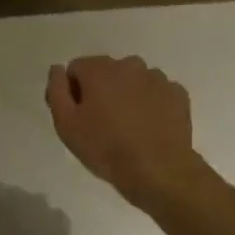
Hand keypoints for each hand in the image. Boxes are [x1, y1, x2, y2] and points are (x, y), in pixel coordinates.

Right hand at [45, 57, 212, 209]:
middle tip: (102, 124)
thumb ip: (57, 90)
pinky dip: (151, 104)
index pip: (77, 68)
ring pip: (134, 81)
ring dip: (127, 95)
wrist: (157, 170)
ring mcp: (157, 78)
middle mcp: (130, 64)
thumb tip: (58, 69)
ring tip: (128, 127)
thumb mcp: (66, 124)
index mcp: (100, 69)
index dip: (73, 91)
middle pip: (107, 72)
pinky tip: (149, 127)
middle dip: (102, 91)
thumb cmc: (105, 148)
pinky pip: (157, 93)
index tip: (78, 116)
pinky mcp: (178, 94)